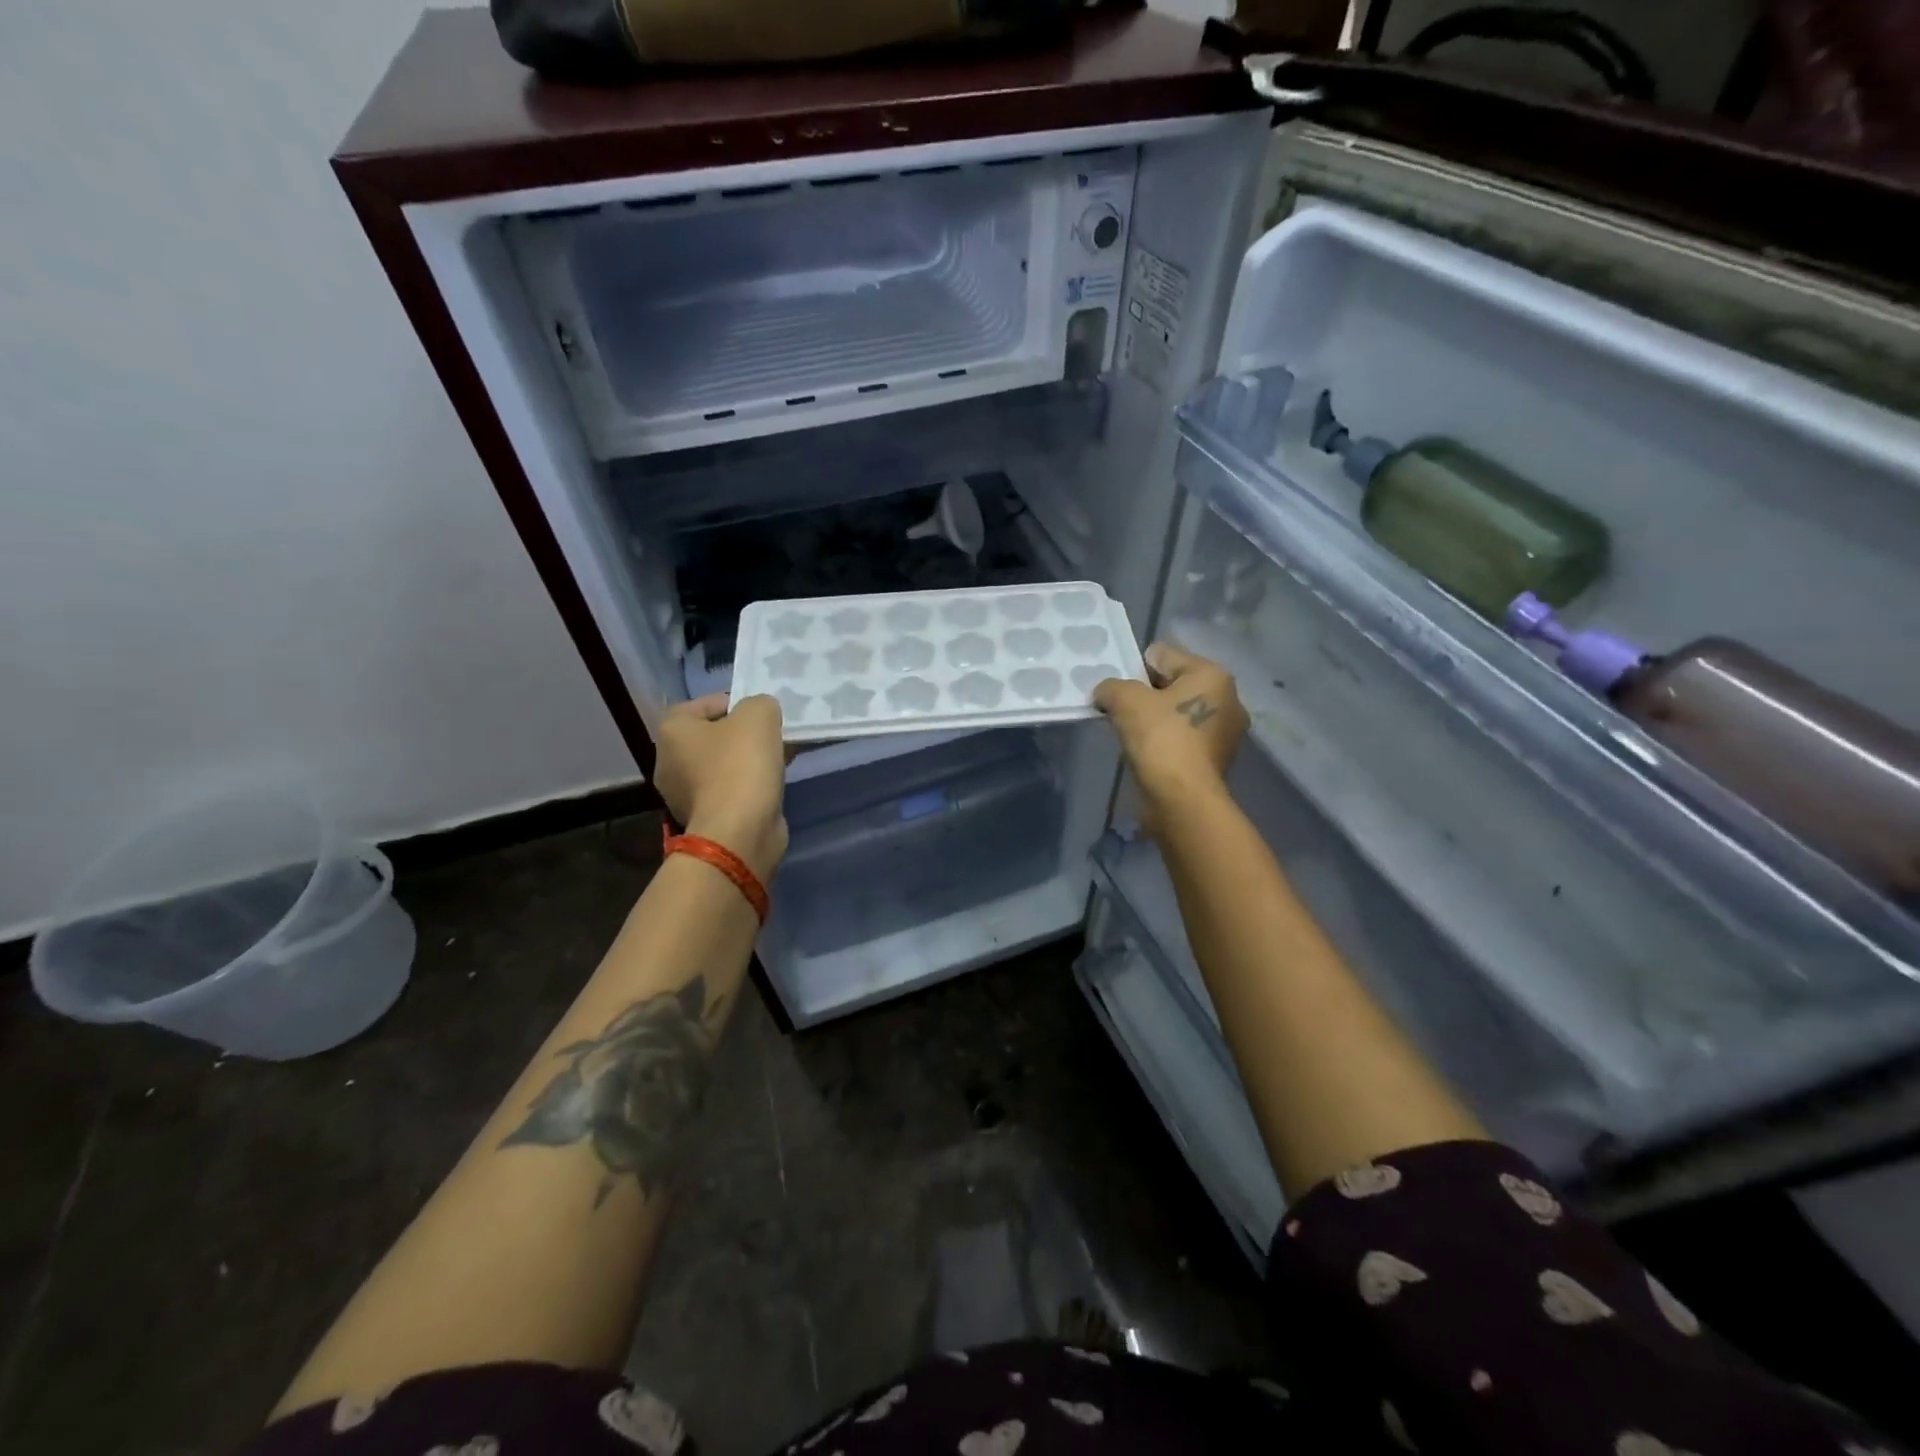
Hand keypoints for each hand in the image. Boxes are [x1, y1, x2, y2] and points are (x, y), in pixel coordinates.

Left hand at [653, 694, 787, 880]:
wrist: (739, 832)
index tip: (763, 714)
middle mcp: (669, 761)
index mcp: (672, 731)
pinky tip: (770, 786)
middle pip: (713, 736)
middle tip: (773, 736)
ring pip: (722, 765)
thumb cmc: (741, 765)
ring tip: (779, 760)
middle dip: (744, 735)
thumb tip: (762, 715)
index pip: (705, 704)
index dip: (737, 703)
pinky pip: (729, 790)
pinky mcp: (704, 818)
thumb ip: (761, 704)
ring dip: (748, 761)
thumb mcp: (759, 714)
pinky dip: (748, 786)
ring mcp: (684, 795)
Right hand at [1094, 643, 1247, 834]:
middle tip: (1119, 711)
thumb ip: (1112, 687)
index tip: (1116, 690)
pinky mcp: (1215, 761)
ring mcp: (1224, 733)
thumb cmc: (1160, 739)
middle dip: (1145, 695)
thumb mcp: (1125, 700)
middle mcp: (1227, 699)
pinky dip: (1164, 742)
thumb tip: (1107, 693)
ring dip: (1154, 720)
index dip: (1134, 668)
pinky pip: (1182, 739)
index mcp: (1212, 675)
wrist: (1182, 799)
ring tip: (1130, 735)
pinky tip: (1146, 754)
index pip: (1163, 655)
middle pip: (1173, 684)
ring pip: (1177, 714)